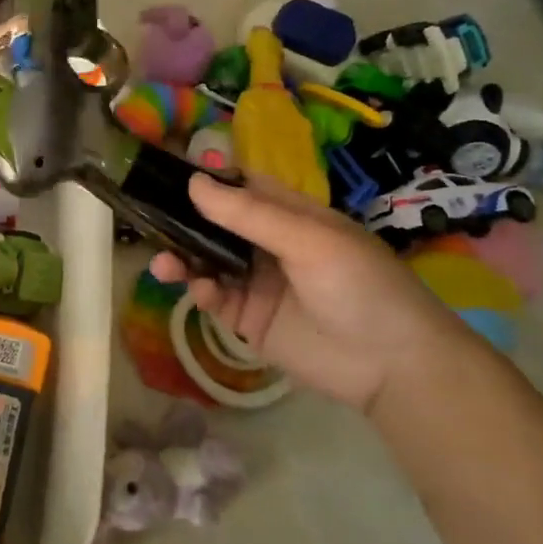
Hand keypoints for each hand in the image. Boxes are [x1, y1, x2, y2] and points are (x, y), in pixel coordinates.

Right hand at [149, 174, 482, 412]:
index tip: (165, 176)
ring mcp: (257, 283)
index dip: (207, 182)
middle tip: (149, 221)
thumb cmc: (360, 287)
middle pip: (215, 225)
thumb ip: (249, 215)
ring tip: (165, 265)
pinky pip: (215, 298)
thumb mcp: (309, 241)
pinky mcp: (249, 319)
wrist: (393, 366)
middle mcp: (269, 244)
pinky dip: (200, 291)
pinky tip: (198, 291)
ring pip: (207, 262)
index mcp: (290, 216)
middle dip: (184, 223)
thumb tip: (193, 182)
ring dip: (183, 259)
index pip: (241, 188)